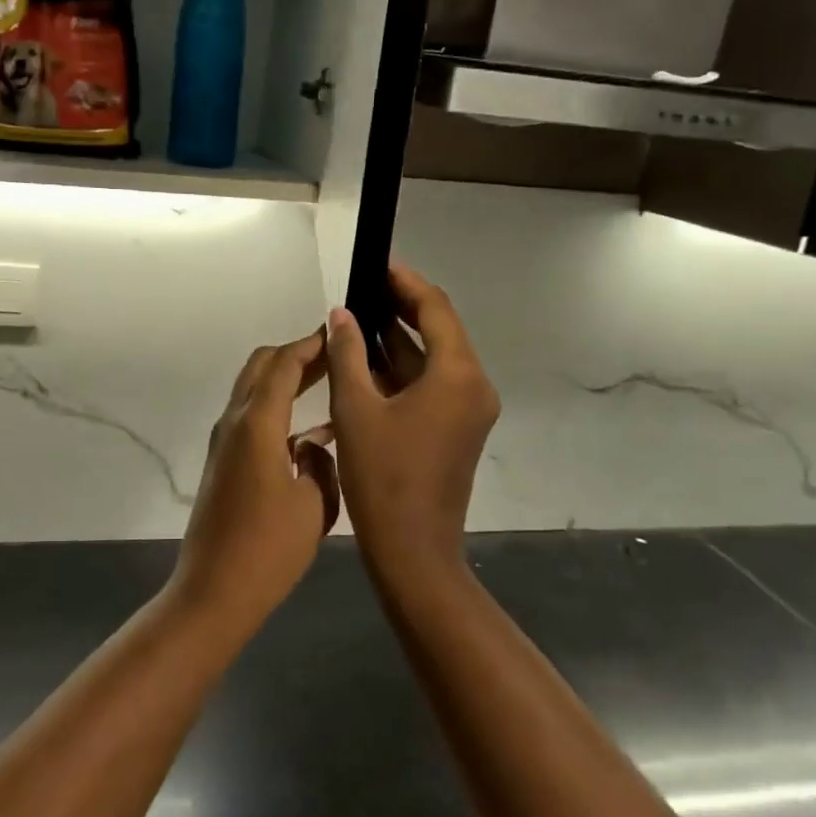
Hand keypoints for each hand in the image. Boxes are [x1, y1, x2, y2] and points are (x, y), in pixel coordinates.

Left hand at [171, 333, 339, 628]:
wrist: (214, 590)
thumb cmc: (269, 549)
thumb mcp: (313, 504)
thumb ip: (320, 463)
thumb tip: (313, 445)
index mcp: (257, 423)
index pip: (284, 365)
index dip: (310, 345)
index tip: (337, 333)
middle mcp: (235, 422)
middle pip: (262, 366)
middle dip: (296, 354)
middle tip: (334, 355)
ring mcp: (224, 441)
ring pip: (254, 390)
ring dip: (285, 379)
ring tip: (327, 382)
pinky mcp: (223, 461)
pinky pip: (251, 417)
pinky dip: (277, 408)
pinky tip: (310, 432)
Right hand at [325, 264, 498, 586]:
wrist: (413, 552)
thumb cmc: (382, 478)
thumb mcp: (356, 409)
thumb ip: (348, 353)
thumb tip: (342, 314)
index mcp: (457, 375)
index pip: (435, 308)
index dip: (405, 282)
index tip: (377, 264)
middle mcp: (473, 385)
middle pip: (439, 329)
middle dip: (400, 307)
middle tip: (361, 289)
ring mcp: (469, 409)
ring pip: (434, 358)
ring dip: (398, 339)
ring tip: (357, 319)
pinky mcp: (458, 428)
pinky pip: (432, 384)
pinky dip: (403, 369)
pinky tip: (367, 361)